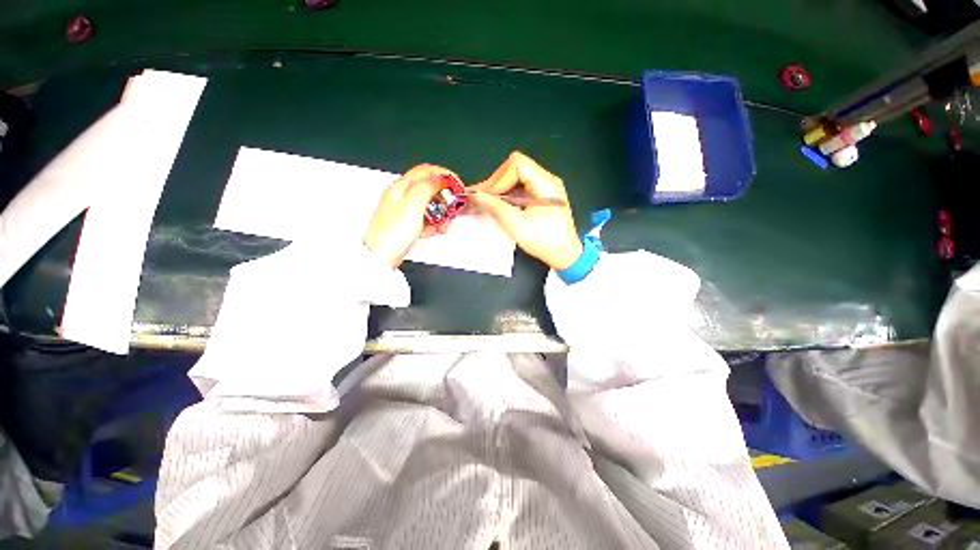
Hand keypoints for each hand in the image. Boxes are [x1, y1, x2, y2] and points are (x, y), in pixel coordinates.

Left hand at [364, 164, 457, 267]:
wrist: (381, 257)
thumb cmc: (392, 233)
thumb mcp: (413, 204)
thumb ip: (427, 187)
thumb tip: (440, 178)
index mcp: (401, 188)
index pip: (426, 172)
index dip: (444, 176)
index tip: (457, 186)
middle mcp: (401, 197)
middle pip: (429, 189)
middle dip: (445, 198)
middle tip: (453, 207)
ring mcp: (404, 212)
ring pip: (429, 206)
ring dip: (442, 213)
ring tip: (445, 223)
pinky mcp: (407, 225)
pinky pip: (426, 220)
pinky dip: (435, 224)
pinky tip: (437, 230)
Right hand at [469, 152, 582, 269]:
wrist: (565, 255)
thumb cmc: (544, 241)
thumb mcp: (517, 226)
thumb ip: (495, 207)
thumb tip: (476, 195)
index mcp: (546, 183)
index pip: (517, 164)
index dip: (498, 178)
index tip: (485, 195)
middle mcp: (546, 180)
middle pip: (515, 169)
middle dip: (496, 183)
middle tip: (480, 199)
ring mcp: (544, 188)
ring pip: (515, 179)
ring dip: (499, 190)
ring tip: (484, 203)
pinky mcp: (541, 197)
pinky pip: (520, 189)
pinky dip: (506, 196)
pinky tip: (496, 206)